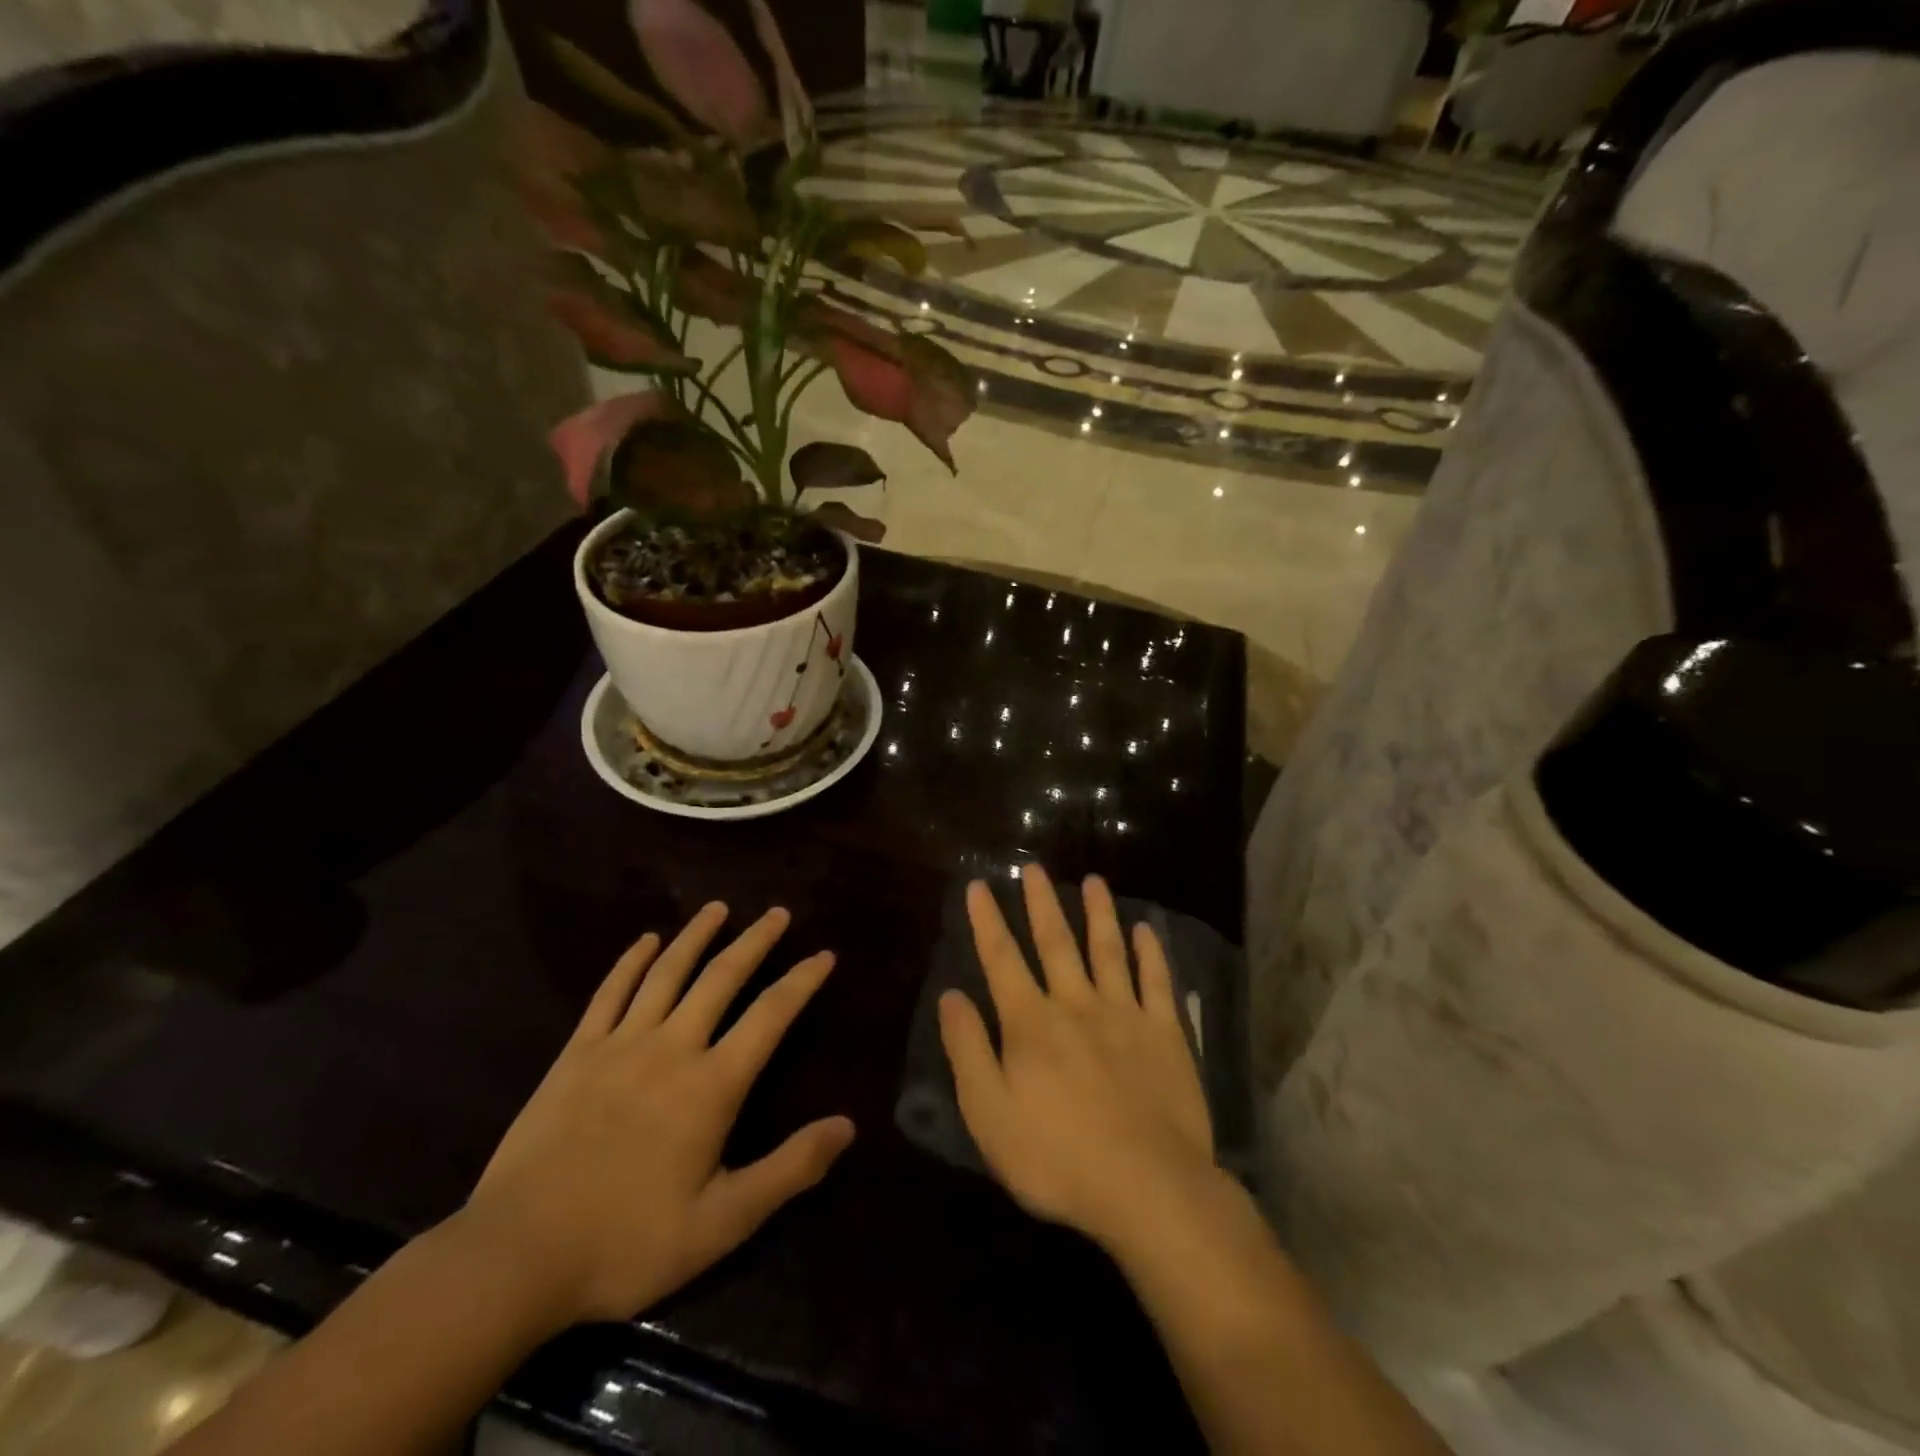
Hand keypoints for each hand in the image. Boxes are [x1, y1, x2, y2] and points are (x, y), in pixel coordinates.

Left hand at [459, 904, 853, 1328]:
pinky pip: (609, 993)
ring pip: (667, 973)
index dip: (802, 981)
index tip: (824, 955)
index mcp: (712, 1085)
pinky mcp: (576, 1054)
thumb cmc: (627, 1243)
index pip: (770, 1016)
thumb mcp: (722, 1223)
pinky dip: (631, 961)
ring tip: (719, 908)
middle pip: (722, 978)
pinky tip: (646, 940)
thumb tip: (847, 1126)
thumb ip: (788, 1170)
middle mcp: (672, 1048)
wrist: (515, 1257)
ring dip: (696, 936)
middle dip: (755, 942)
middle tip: (778, 912)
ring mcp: (620, 1045)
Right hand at [938, 864, 1217, 1252]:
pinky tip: (1146, 929)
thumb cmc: (1057, 1157)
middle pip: (1055, 942)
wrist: (1148, 1188)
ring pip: (1108, 950)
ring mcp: (1125, 1015)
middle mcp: (1076, 1004)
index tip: (978, 886)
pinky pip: (1157, 982)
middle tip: (1034, 866)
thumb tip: (951, 995)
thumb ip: (968, 1050)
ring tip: (1093, 881)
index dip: (987, 920)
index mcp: (1031, 1022)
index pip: (1001, 958)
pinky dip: (1151, 952)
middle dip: (1041, 902)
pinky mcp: (1165, 1034)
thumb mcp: (989, 1113)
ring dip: (1098, 913)